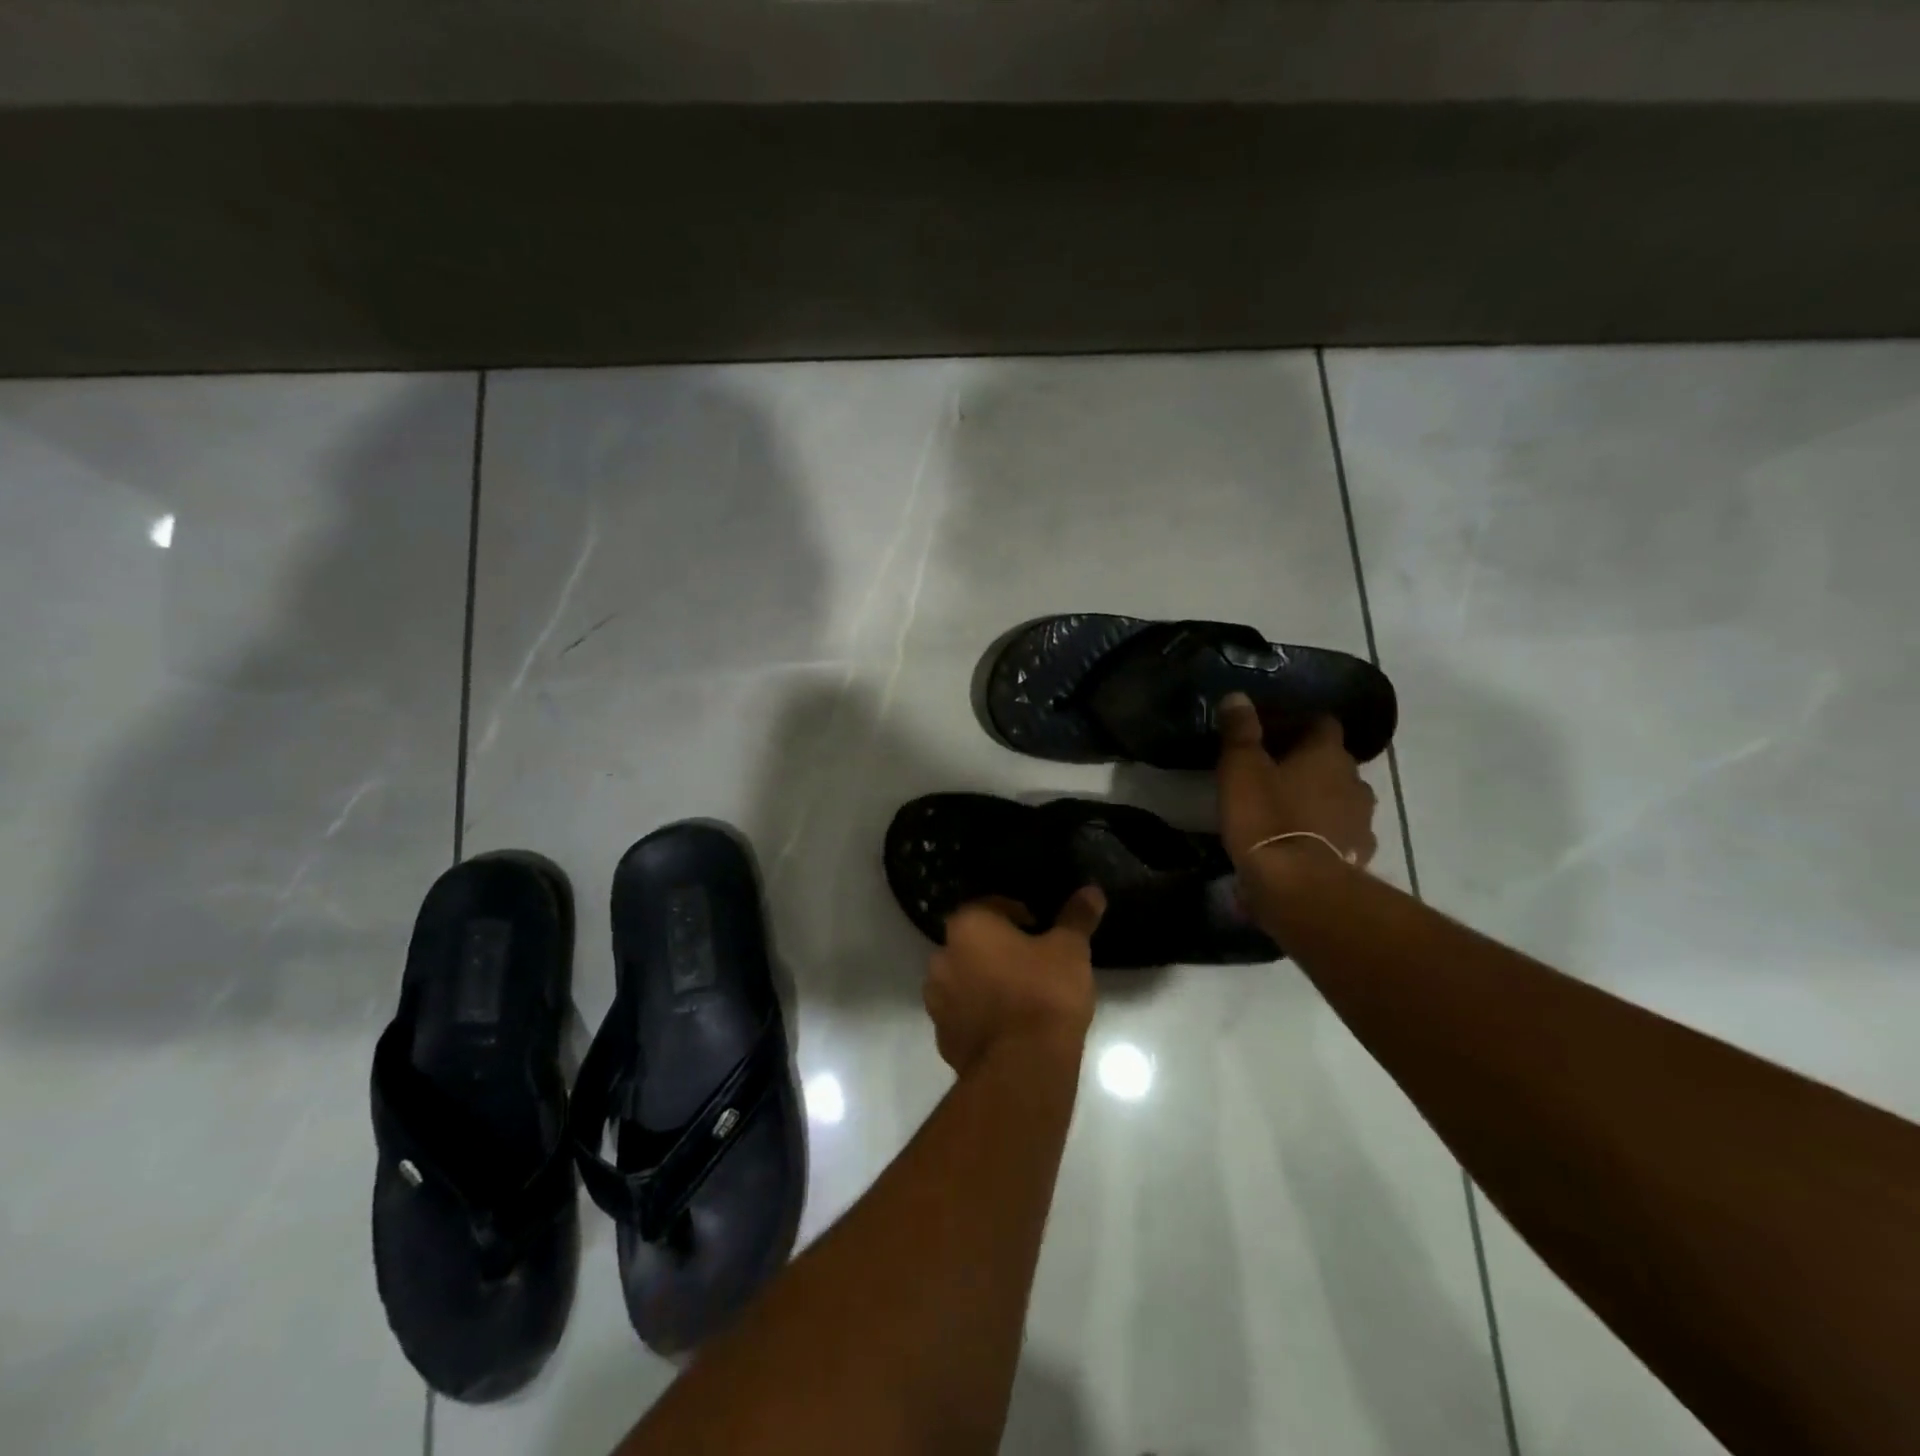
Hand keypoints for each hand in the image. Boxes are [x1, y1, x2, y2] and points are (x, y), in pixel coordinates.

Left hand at [924, 888, 1105, 1073]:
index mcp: (967, 926)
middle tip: (1033, 963)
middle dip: (998, 948)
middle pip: (973, 942)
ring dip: (985, 981)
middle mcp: (942, 956)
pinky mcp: (943, 1036)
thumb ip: (1077, 917)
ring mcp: (937, 1000)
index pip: (991, 906)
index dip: (1019, 915)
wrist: (1023, 1068)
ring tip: (1021, 996)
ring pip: (964, 978)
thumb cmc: (1045, 994)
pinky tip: (1009, 1026)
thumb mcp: (1070, 950)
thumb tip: (1091, 891)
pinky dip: (980, 1014)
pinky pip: (963, 1013)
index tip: (1043, 932)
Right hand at [1216, 694, 1377, 869]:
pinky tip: (1302, 843)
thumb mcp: (1241, 769)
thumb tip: (1238, 697)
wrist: (1298, 887)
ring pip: (1342, 799)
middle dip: (1310, 764)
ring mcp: (1362, 820)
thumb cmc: (1266, 818)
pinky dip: (1326, 834)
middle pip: (1335, 762)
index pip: (1323, 723)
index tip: (1275, 731)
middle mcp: (1354, 780)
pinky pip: (1342, 834)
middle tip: (1276, 772)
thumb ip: (1240, 732)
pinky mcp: (1358, 855)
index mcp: (1327, 753)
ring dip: (1321, 800)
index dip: (1301, 724)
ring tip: (1289, 809)